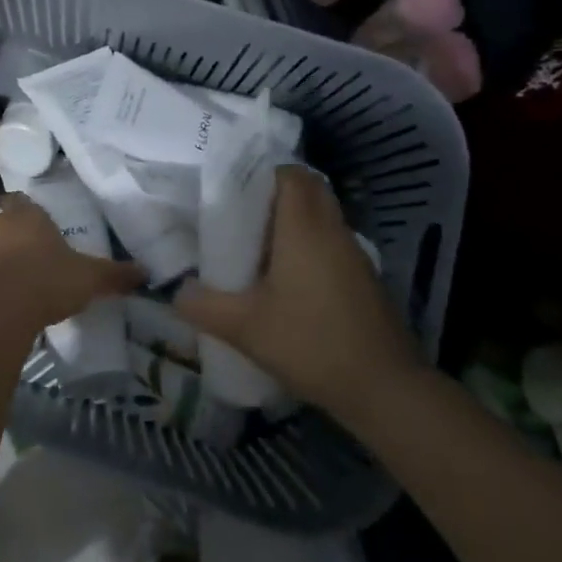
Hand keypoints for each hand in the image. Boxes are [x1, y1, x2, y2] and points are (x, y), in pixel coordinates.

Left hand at [0, 195, 144, 336]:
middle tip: (42, 260)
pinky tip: (8, 304)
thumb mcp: (89, 278)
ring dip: (5, 263)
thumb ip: (115, 274)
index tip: (48, 232)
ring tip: (26, 285)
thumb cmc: (46, 280)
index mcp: (27, 214)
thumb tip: (145, 272)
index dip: (37, 216)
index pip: (27, 203)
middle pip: (10, 225)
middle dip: (23, 240)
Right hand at [175, 166, 425, 426]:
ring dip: (293, 219)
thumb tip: (175, 291)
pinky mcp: (364, 278)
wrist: (386, 390)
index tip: (233, 185)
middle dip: (276, 191)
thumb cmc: (312, 344)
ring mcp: (354, 254)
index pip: (290, 173)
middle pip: (309, 188)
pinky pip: (331, 241)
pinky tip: (286, 277)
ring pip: (322, 215)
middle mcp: (332, 230)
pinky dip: (309, 244)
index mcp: (304, 227)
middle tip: (241, 211)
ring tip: (257, 243)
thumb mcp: (244, 327)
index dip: (263, 171)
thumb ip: (203, 305)